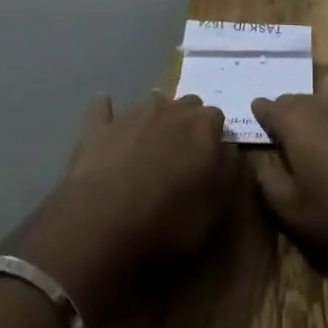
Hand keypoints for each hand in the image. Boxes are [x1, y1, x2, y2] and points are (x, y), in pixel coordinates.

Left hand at [9, 92, 237, 327]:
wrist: (103, 224)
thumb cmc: (168, 223)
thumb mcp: (215, 211)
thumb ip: (228, 173)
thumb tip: (228, 152)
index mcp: (203, 126)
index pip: (217, 119)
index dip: (214, 139)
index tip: (210, 161)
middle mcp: (171, 109)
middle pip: (187, 105)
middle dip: (187, 124)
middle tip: (181, 155)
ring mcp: (133, 113)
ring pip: (151, 102)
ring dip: (154, 118)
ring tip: (149, 145)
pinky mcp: (99, 126)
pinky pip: (102, 108)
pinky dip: (106, 112)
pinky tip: (105, 118)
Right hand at [250, 91, 327, 255]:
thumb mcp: (298, 213)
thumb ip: (270, 186)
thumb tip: (259, 166)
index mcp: (295, 120)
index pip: (267, 107)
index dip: (259, 117)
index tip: (256, 129)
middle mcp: (322, 102)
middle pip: (295, 102)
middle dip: (286, 118)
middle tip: (286, 144)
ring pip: (324, 106)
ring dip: (317, 122)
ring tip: (320, 151)